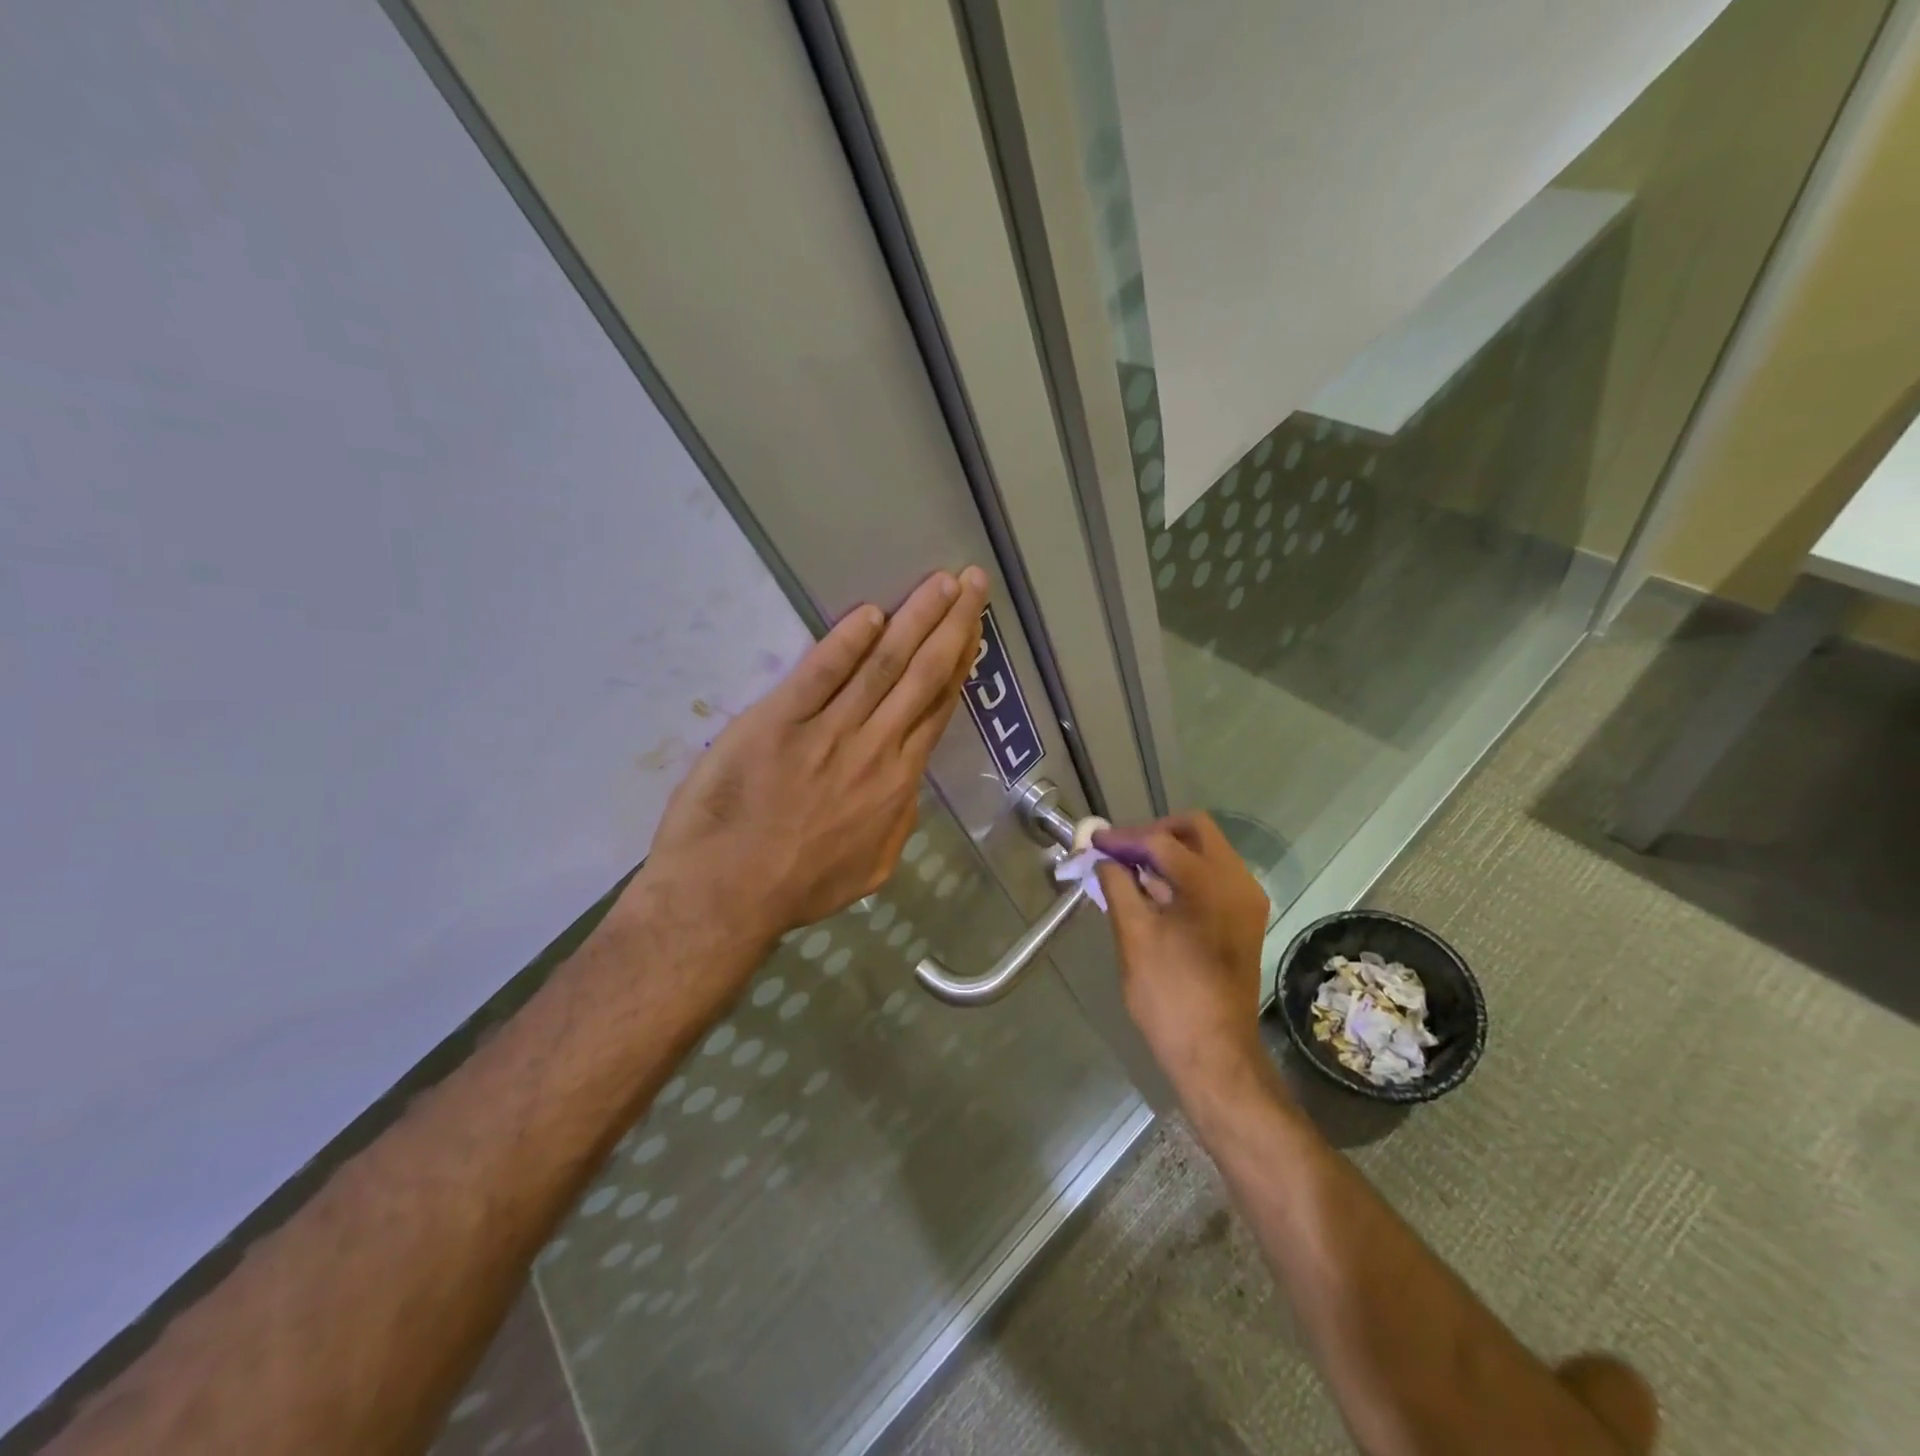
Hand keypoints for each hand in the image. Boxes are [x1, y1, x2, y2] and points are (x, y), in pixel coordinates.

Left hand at [638, 567, 988, 946]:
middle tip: (973, 581)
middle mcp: (874, 748)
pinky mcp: (778, 722)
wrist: (727, 897)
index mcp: (897, 782)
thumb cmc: (797, 886)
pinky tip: (870, 613)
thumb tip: (906, 785)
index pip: (936, 709)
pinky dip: (847, 642)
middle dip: (952, 624)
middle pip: (922, 675)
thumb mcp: (871, 867)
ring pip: (884, 665)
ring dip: (916, 619)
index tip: (972, 630)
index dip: (959, 664)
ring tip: (941, 582)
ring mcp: (827, 732)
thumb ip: (897, 820)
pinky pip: (821, 674)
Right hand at [1093, 814, 1270, 1095]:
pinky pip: (1213, 877)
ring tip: (1129, 870)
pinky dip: (1183, 873)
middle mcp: (1238, 882)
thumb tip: (1103, 860)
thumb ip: (1117, 886)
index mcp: (1212, 882)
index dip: (1124, 838)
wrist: (1214, 1053)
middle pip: (1195, 831)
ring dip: (1168, 852)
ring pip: (1206, 852)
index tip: (1094, 842)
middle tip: (1119, 850)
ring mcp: (1246, 901)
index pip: (1162, 841)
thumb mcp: (1133, 935)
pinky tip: (1152, 891)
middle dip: (1153, 833)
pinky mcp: (1244, 919)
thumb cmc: (1170, 994)